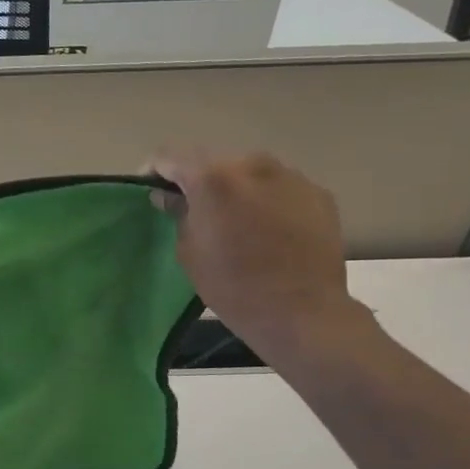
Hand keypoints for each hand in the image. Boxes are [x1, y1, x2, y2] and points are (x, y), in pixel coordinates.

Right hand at [149, 149, 368, 364]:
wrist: (301, 312)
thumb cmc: (232, 285)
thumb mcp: (189, 250)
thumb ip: (178, 213)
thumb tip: (169, 196)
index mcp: (212, 178)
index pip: (170, 156)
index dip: (154, 170)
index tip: (151, 189)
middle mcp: (252, 165)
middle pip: (213, 161)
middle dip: (198, 180)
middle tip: (193, 208)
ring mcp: (291, 176)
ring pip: (249, 172)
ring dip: (235, 188)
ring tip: (234, 218)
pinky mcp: (318, 193)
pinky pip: (279, 187)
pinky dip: (266, 199)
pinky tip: (267, 228)